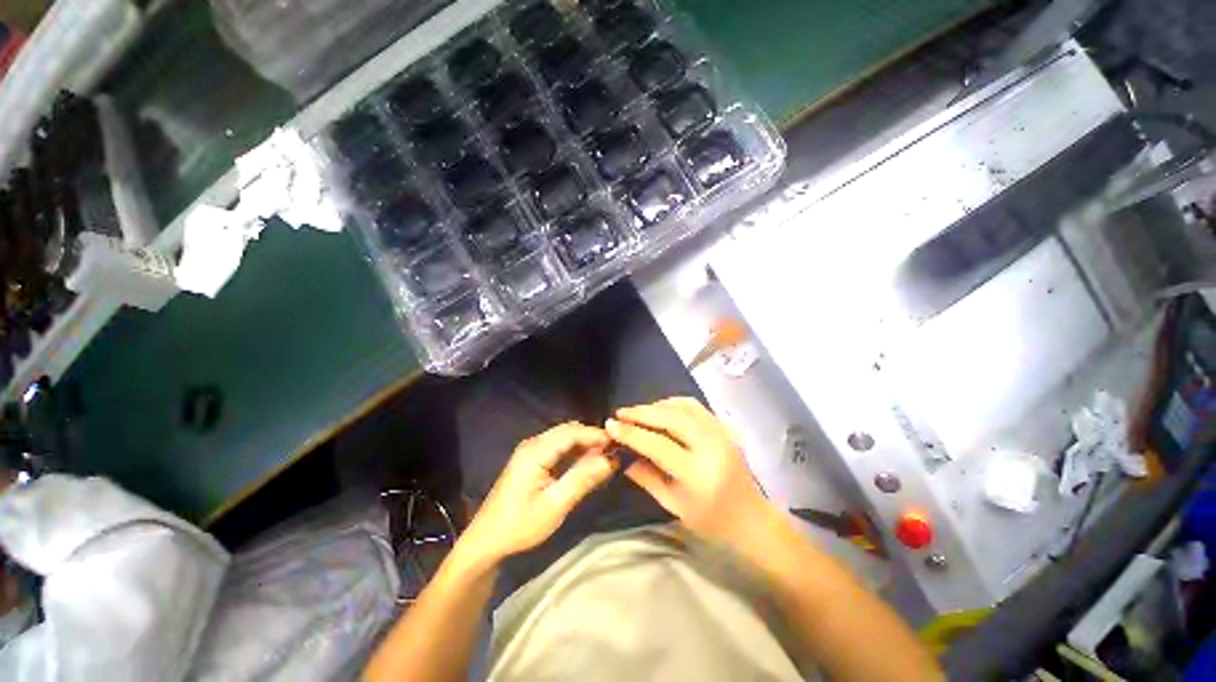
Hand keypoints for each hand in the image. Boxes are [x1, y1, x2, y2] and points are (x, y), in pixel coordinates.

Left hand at [457, 422, 617, 567]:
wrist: (486, 541)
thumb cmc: (520, 525)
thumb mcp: (555, 505)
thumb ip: (583, 479)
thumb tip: (611, 459)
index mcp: (536, 451)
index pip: (572, 432)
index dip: (596, 435)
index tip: (618, 444)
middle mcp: (533, 443)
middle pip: (568, 430)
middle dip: (592, 437)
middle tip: (614, 452)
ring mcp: (530, 450)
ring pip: (564, 437)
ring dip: (584, 443)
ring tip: (605, 457)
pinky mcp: (530, 459)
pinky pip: (557, 446)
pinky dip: (574, 450)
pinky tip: (586, 462)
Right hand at [607, 397, 770, 546]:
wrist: (751, 519)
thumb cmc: (710, 521)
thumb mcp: (673, 505)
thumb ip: (646, 477)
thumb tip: (623, 456)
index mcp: (697, 473)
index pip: (658, 445)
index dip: (631, 433)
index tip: (611, 425)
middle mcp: (710, 447)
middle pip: (671, 418)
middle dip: (642, 412)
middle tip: (621, 413)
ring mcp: (720, 433)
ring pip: (683, 407)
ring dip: (657, 405)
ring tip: (638, 411)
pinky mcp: (724, 427)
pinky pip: (696, 406)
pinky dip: (675, 403)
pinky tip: (662, 408)